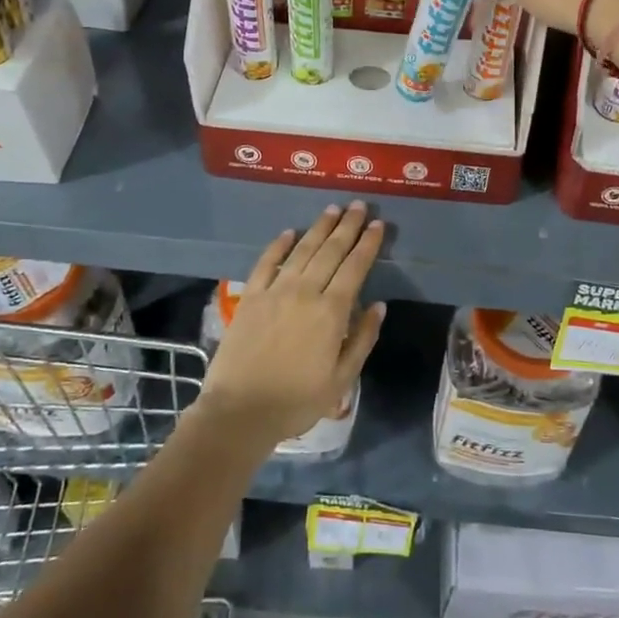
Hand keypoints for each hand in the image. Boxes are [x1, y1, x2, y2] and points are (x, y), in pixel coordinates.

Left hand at [197, 202, 386, 444]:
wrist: (240, 412)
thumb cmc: (297, 401)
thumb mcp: (342, 379)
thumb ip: (362, 339)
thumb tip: (378, 306)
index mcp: (332, 311)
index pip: (355, 267)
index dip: (368, 244)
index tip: (377, 224)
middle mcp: (305, 292)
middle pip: (330, 251)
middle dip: (347, 226)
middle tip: (358, 205)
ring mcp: (275, 291)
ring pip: (301, 250)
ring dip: (319, 228)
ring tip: (332, 209)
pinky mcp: (250, 297)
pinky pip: (266, 262)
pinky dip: (278, 245)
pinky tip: (288, 232)